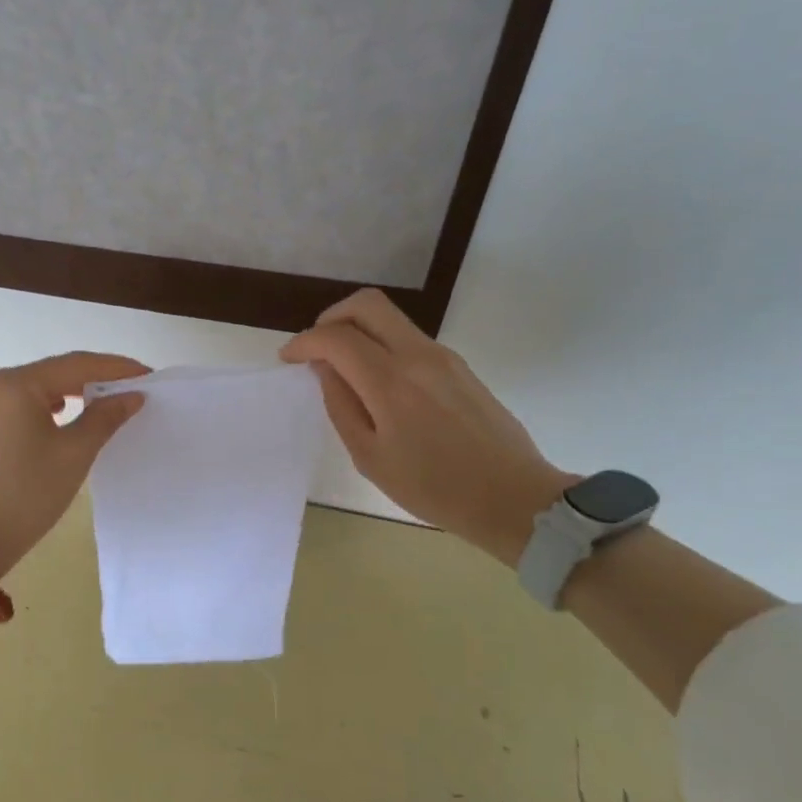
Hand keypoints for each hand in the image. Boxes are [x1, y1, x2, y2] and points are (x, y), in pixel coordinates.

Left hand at [0, 352, 149, 577]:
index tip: (148, 374)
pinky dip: (46, 408)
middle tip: (132, 389)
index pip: (75, 364)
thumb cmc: (27, 494)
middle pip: (53, 373)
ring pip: (35, 390)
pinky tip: (64, 417)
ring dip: (70, 393)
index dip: (115, 368)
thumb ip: (105, 417)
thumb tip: (131, 395)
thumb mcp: (74, 453)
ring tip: (104, 403)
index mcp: (14, 384)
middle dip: (94, 379)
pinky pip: (18, 406)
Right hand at [281, 289, 568, 562]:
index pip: (336, 337)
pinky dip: (382, 345)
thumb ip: (342, 405)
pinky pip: (409, 339)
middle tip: (316, 348)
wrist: (513, 497)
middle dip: (331, 318)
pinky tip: (377, 383)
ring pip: (390, 318)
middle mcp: (418, 355)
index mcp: (391, 382)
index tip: (288, 359)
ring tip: (344, 370)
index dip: (304, 342)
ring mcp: (444, 356)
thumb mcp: (370, 457)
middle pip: (367, 304)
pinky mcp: (459, 366)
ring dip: (358, 330)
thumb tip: (326, 369)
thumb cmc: (434, 488)